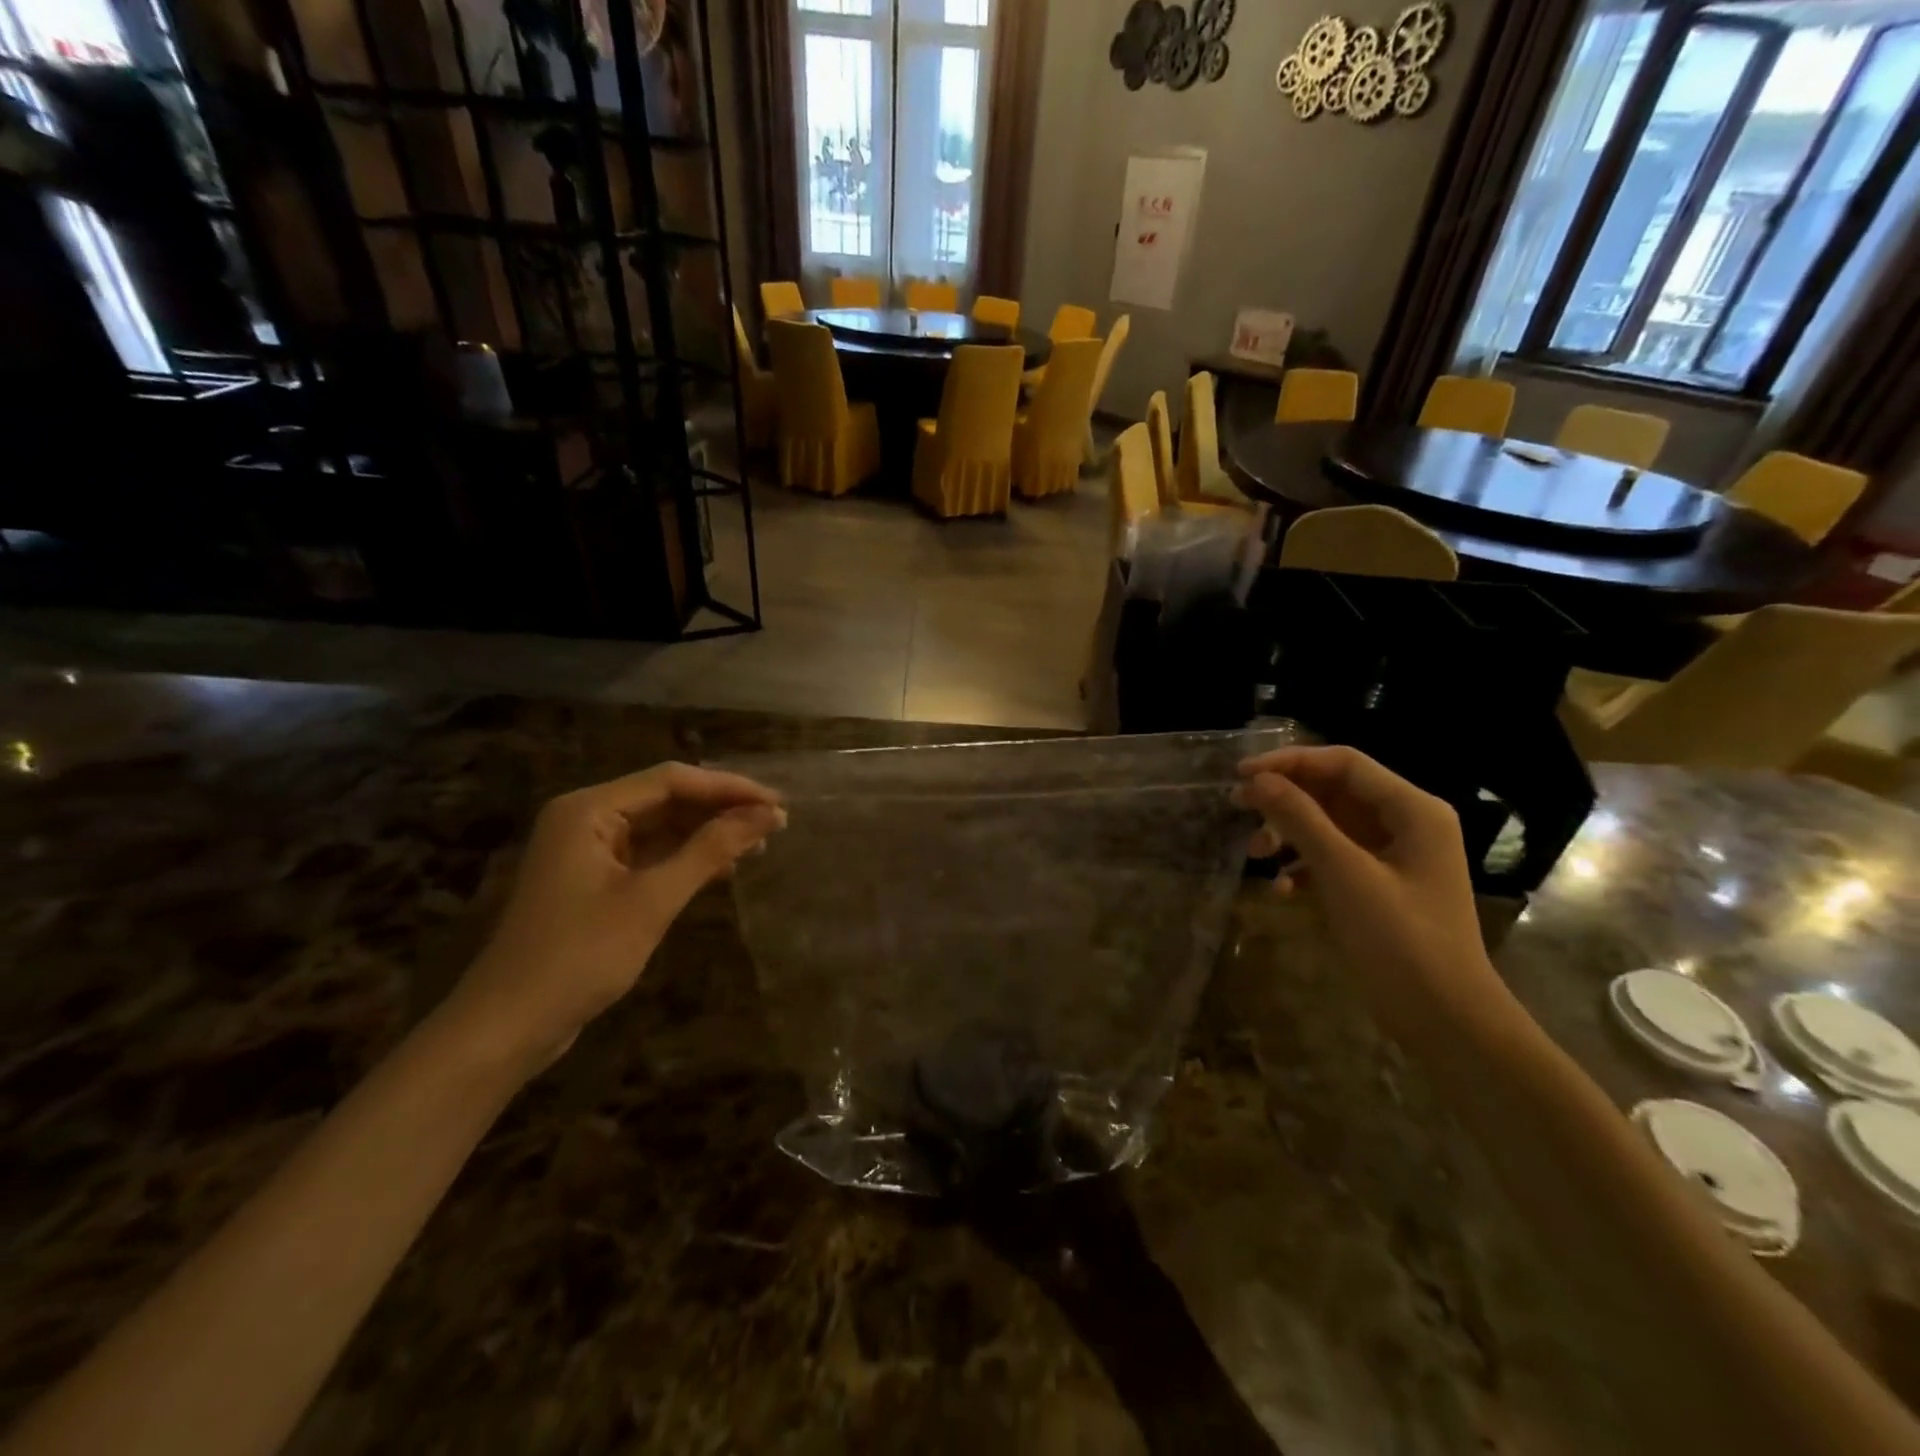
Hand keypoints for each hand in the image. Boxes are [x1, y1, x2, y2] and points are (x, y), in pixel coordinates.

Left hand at [446, 764, 785, 1068]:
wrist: (507, 1027)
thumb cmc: (580, 955)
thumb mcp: (653, 899)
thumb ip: (711, 850)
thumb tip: (768, 815)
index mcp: (589, 810)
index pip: (672, 780)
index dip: (730, 788)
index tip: (777, 804)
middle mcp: (586, 819)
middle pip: (667, 798)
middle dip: (721, 809)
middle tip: (775, 824)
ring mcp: (588, 851)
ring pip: (661, 827)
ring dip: (708, 834)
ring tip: (759, 844)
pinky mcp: (593, 881)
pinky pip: (650, 855)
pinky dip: (686, 859)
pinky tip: (722, 868)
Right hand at [1235, 746, 1506, 1027]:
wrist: (1444, 1019)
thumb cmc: (1400, 940)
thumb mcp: (1344, 874)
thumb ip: (1300, 820)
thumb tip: (1256, 780)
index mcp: (1413, 810)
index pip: (1343, 763)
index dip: (1289, 762)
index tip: (1241, 774)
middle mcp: (1406, 823)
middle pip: (1334, 791)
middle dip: (1285, 798)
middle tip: (1237, 806)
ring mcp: (1394, 856)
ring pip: (1329, 824)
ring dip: (1289, 833)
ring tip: (1255, 854)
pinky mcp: (1381, 885)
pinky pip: (1334, 857)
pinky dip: (1304, 866)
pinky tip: (1282, 889)